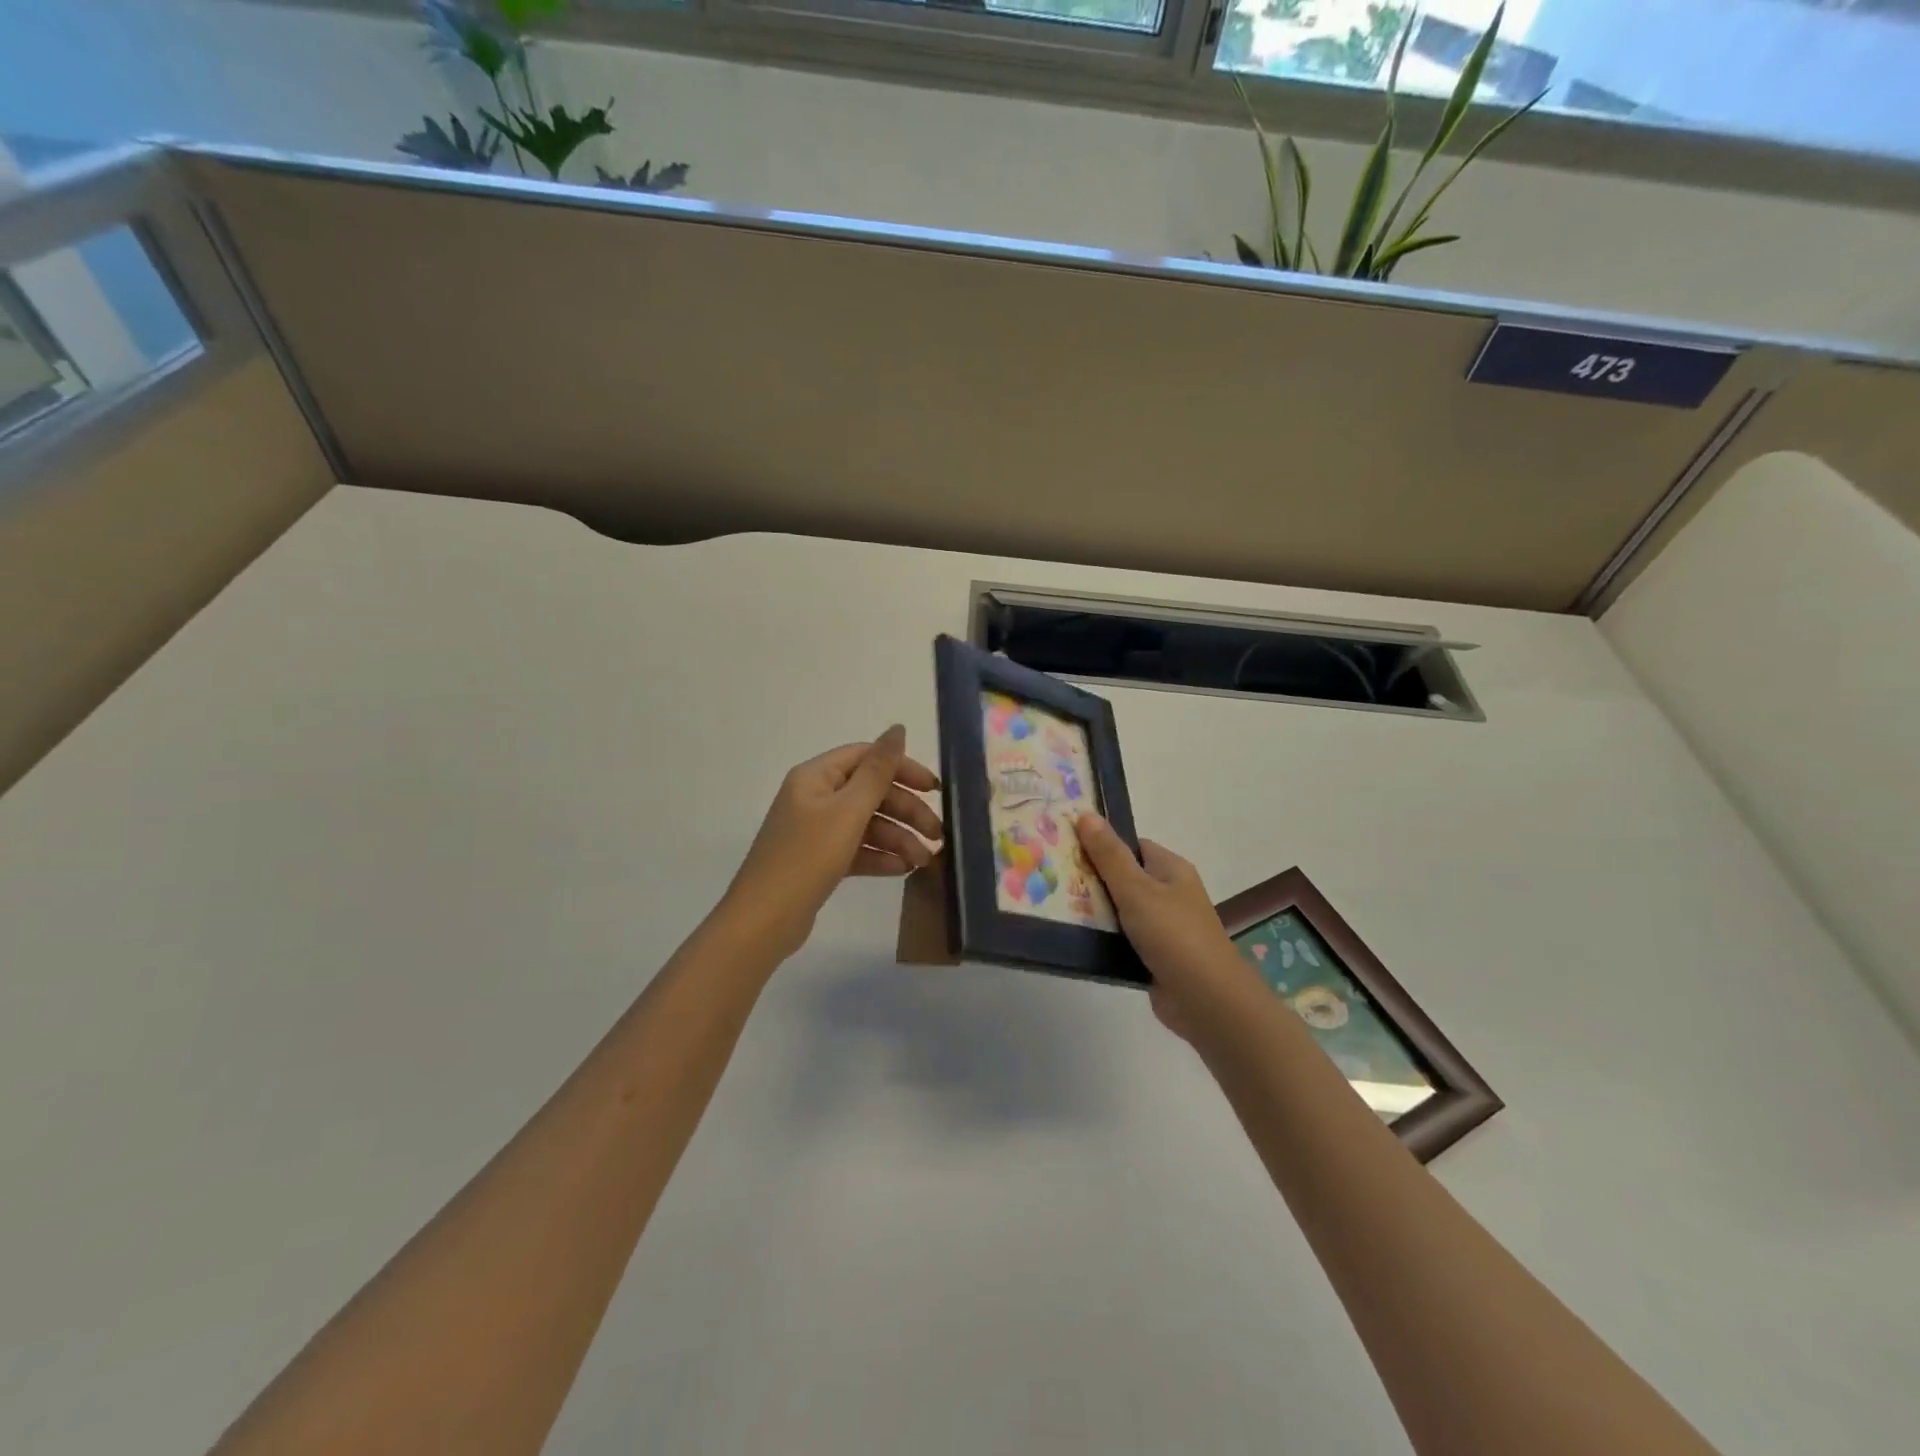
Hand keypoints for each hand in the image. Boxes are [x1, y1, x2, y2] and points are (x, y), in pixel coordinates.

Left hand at [720, 725, 942, 959]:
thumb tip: (898, 728)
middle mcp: (814, 797)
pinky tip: (903, 870)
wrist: (764, 920)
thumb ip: (878, 771)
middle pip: (870, 792)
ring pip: (866, 824)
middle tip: (936, 834)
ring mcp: (815, 830)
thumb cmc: (807, 857)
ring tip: (924, 861)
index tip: (935, 790)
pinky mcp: (819, 860)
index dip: (903, 768)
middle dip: (906, 811)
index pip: (867, 758)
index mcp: (816, 777)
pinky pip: (856, 849)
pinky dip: (880, 856)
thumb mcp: (848, 811)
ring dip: (898, 838)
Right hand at [1076, 814, 1264, 1040]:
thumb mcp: (1136, 889)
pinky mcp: (1154, 957)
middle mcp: (1170, 894)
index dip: (1103, 845)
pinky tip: (1076, 939)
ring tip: (1055, 907)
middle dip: (1093, 879)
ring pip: (1120, 911)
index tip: (1068, 848)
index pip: (1132, 847)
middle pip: (1124, 878)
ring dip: (1095, 912)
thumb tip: (1086, 814)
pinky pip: (1122, 940)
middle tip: (1054, 879)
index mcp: (1171, 869)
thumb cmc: (1173, 934)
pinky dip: (1103, 939)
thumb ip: (1109, 855)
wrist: (1206, 1000)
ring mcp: (1163, 927)